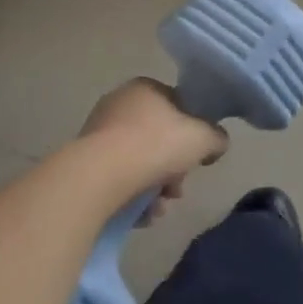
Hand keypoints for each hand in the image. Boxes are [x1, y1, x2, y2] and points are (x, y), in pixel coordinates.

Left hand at [77, 78, 227, 223]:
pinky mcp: (85, 163)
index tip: (197, 158)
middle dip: (173, 168)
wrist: (99, 176)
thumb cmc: (155, 145)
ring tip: (158, 208)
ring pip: (138, 162)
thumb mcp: (202, 138)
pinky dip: (132, 196)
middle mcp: (119, 104)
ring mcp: (98, 133)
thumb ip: (216, 137)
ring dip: (155, 187)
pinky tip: (141, 215)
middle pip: (158, 138)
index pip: (177, 105)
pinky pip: (118, 178)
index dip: (192, 132)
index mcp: (145, 88)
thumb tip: (217, 143)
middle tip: (177, 189)